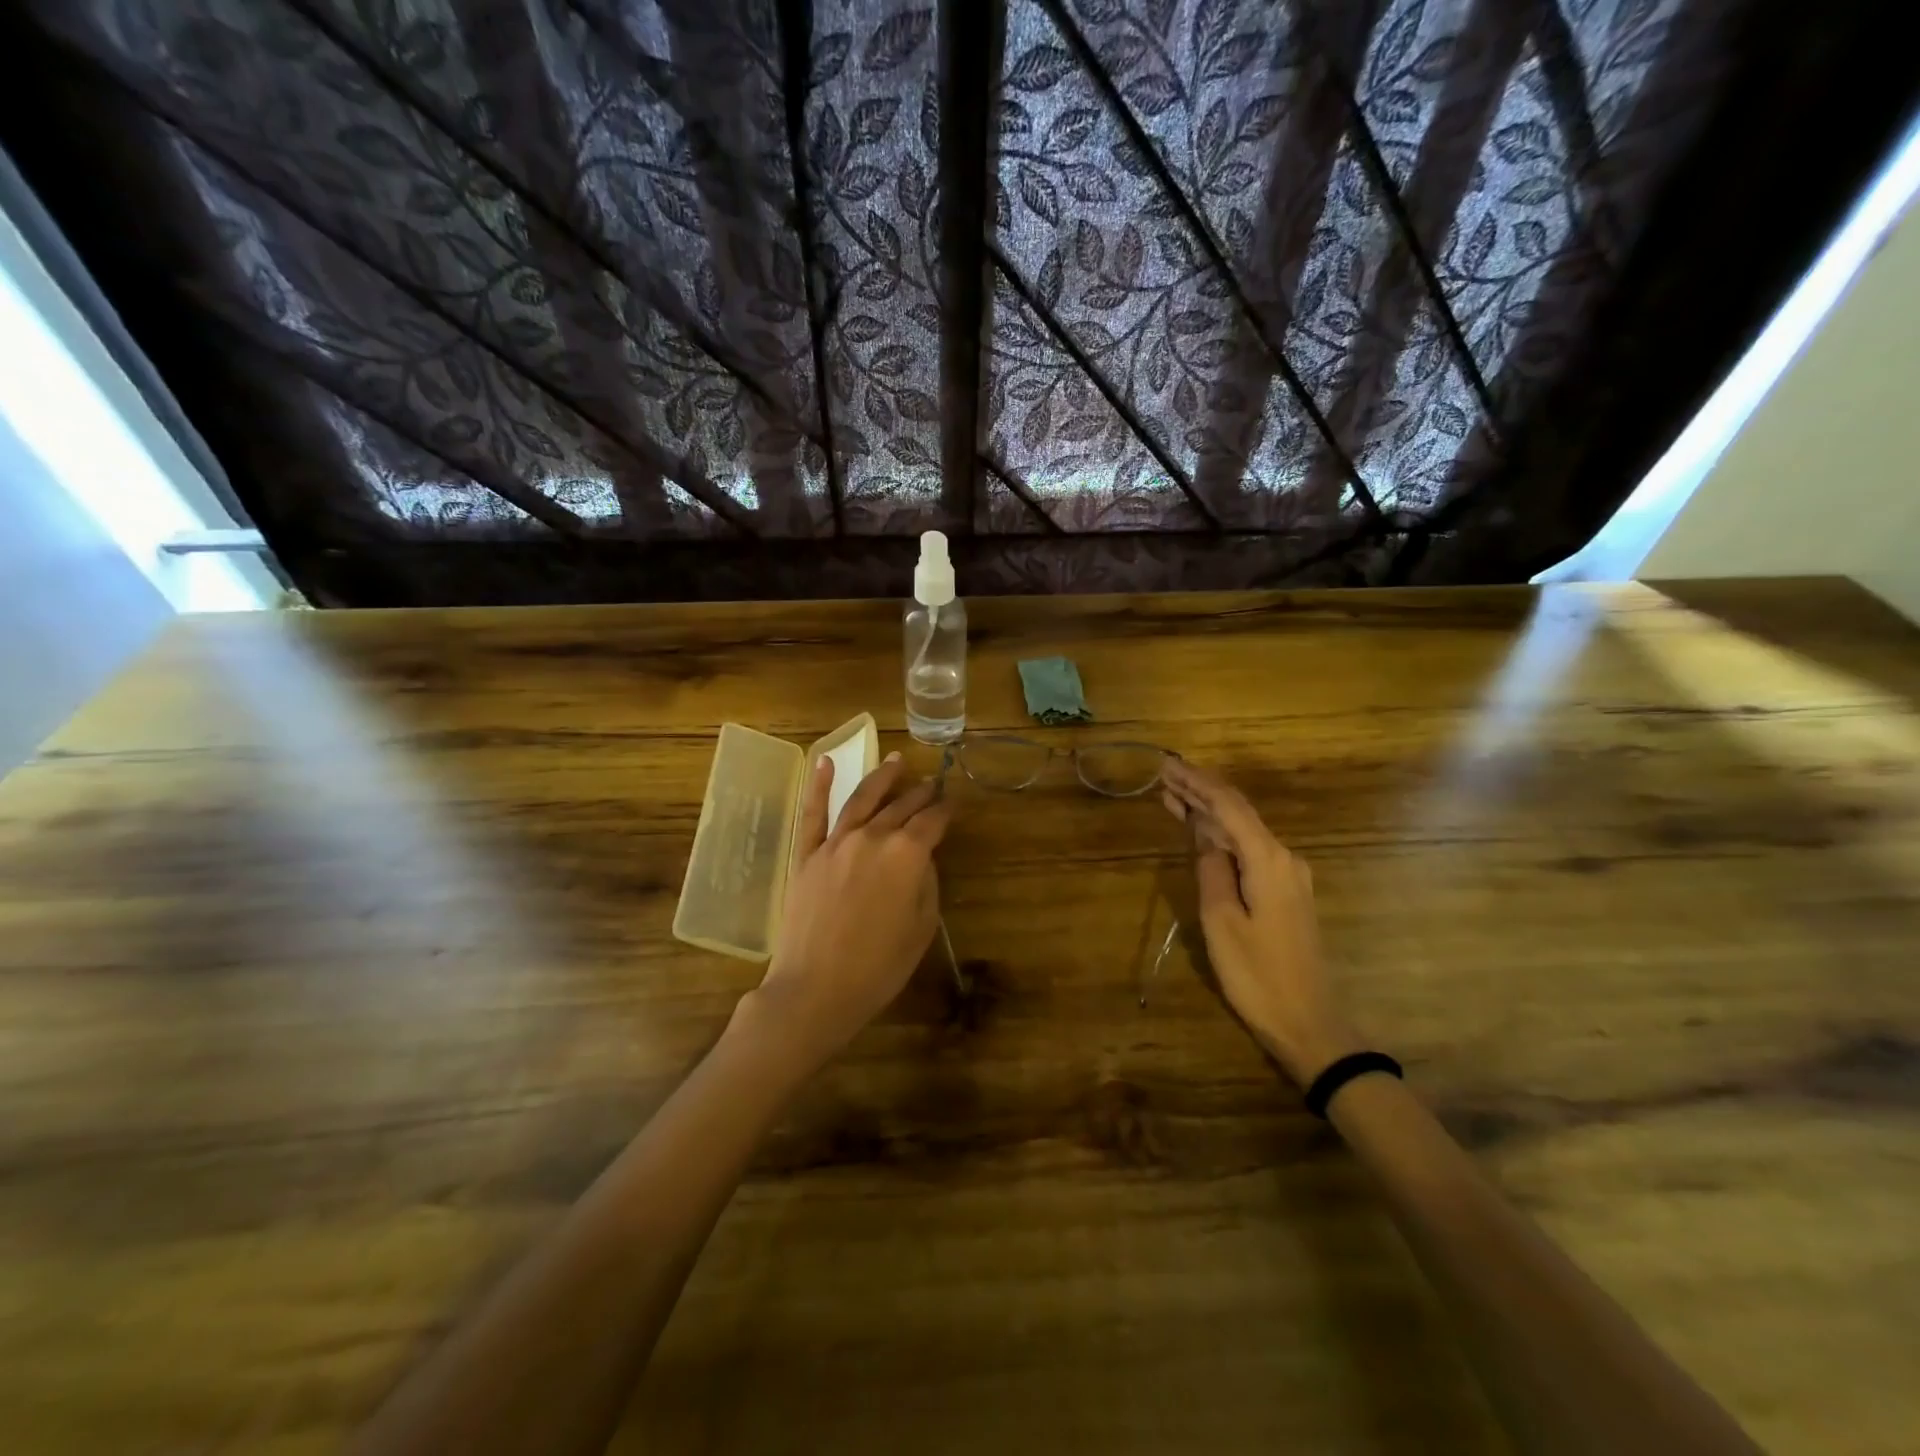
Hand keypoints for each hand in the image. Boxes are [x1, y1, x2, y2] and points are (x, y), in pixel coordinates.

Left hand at [740, 752, 950, 1074]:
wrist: (816, 988)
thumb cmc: (879, 966)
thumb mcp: (922, 927)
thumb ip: (926, 884)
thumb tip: (921, 859)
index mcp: (907, 854)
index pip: (933, 822)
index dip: (947, 810)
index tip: (955, 803)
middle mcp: (873, 836)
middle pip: (901, 807)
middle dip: (920, 794)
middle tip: (932, 783)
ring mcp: (836, 842)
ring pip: (862, 799)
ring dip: (881, 777)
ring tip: (895, 760)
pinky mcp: (806, 854)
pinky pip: (813, 813)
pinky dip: (820, 785)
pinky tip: (828, 762)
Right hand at [1161, 758, 1359, 1086]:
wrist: (1308, 1022)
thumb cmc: (1258, 975)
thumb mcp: (1221, 921)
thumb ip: (1211, 871)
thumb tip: (1205, 838)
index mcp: (1269, 861)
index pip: (1229, 807)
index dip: (1197, 783)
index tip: (1168, 765)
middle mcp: (1284, 858)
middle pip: (1238, 813)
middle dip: (1201, 792)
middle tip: (1164, 776)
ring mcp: (1288, 876)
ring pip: (1243, 831)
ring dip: (1209, 813)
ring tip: (1172, 797)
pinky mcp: (1285, 892)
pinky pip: (1249, 850)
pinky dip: (1222, 836)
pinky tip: (1201, 832)